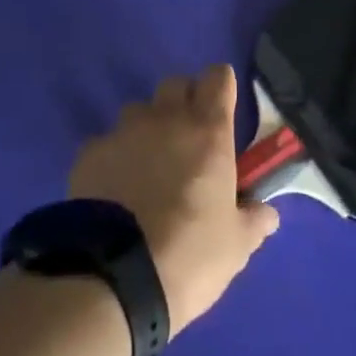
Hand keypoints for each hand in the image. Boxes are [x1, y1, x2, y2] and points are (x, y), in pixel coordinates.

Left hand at [68, 65, 279, 336]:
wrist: (113, 278)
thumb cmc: (189, 256)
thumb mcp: (235, 246)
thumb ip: (252, 220)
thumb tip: (266, 212)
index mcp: (207, 131)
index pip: (218, 77)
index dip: (221, 88)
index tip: (223, 110)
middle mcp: (165, 119)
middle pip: (176, 84)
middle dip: (185, 102)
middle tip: (190, 140)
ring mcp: (123, 132)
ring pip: (139, 111)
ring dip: (149, 129)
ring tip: (149, 168)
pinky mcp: (89, 153)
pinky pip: (107, 143)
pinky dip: (116, 157)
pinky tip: (115, 190)